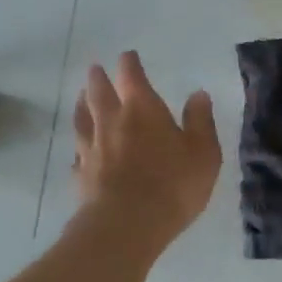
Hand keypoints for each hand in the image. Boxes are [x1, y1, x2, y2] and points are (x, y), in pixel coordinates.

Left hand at [72, 51, 221, 244]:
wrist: (126, 226)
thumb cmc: (172, 185)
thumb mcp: (203, 152)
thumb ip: (200, 121)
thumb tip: (198, 94)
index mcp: (142, 110)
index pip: (132, 77)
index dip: (129, 64)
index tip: (127, 56)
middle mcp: (112, 122)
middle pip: (99, 93)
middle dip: (99, 79)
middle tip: (95, 68)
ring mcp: (92, 149)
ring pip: (82, 119)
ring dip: (81, 104)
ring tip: (80, 97)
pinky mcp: (81, 176)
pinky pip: (78, 154)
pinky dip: (79, 146)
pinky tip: (79, 151)